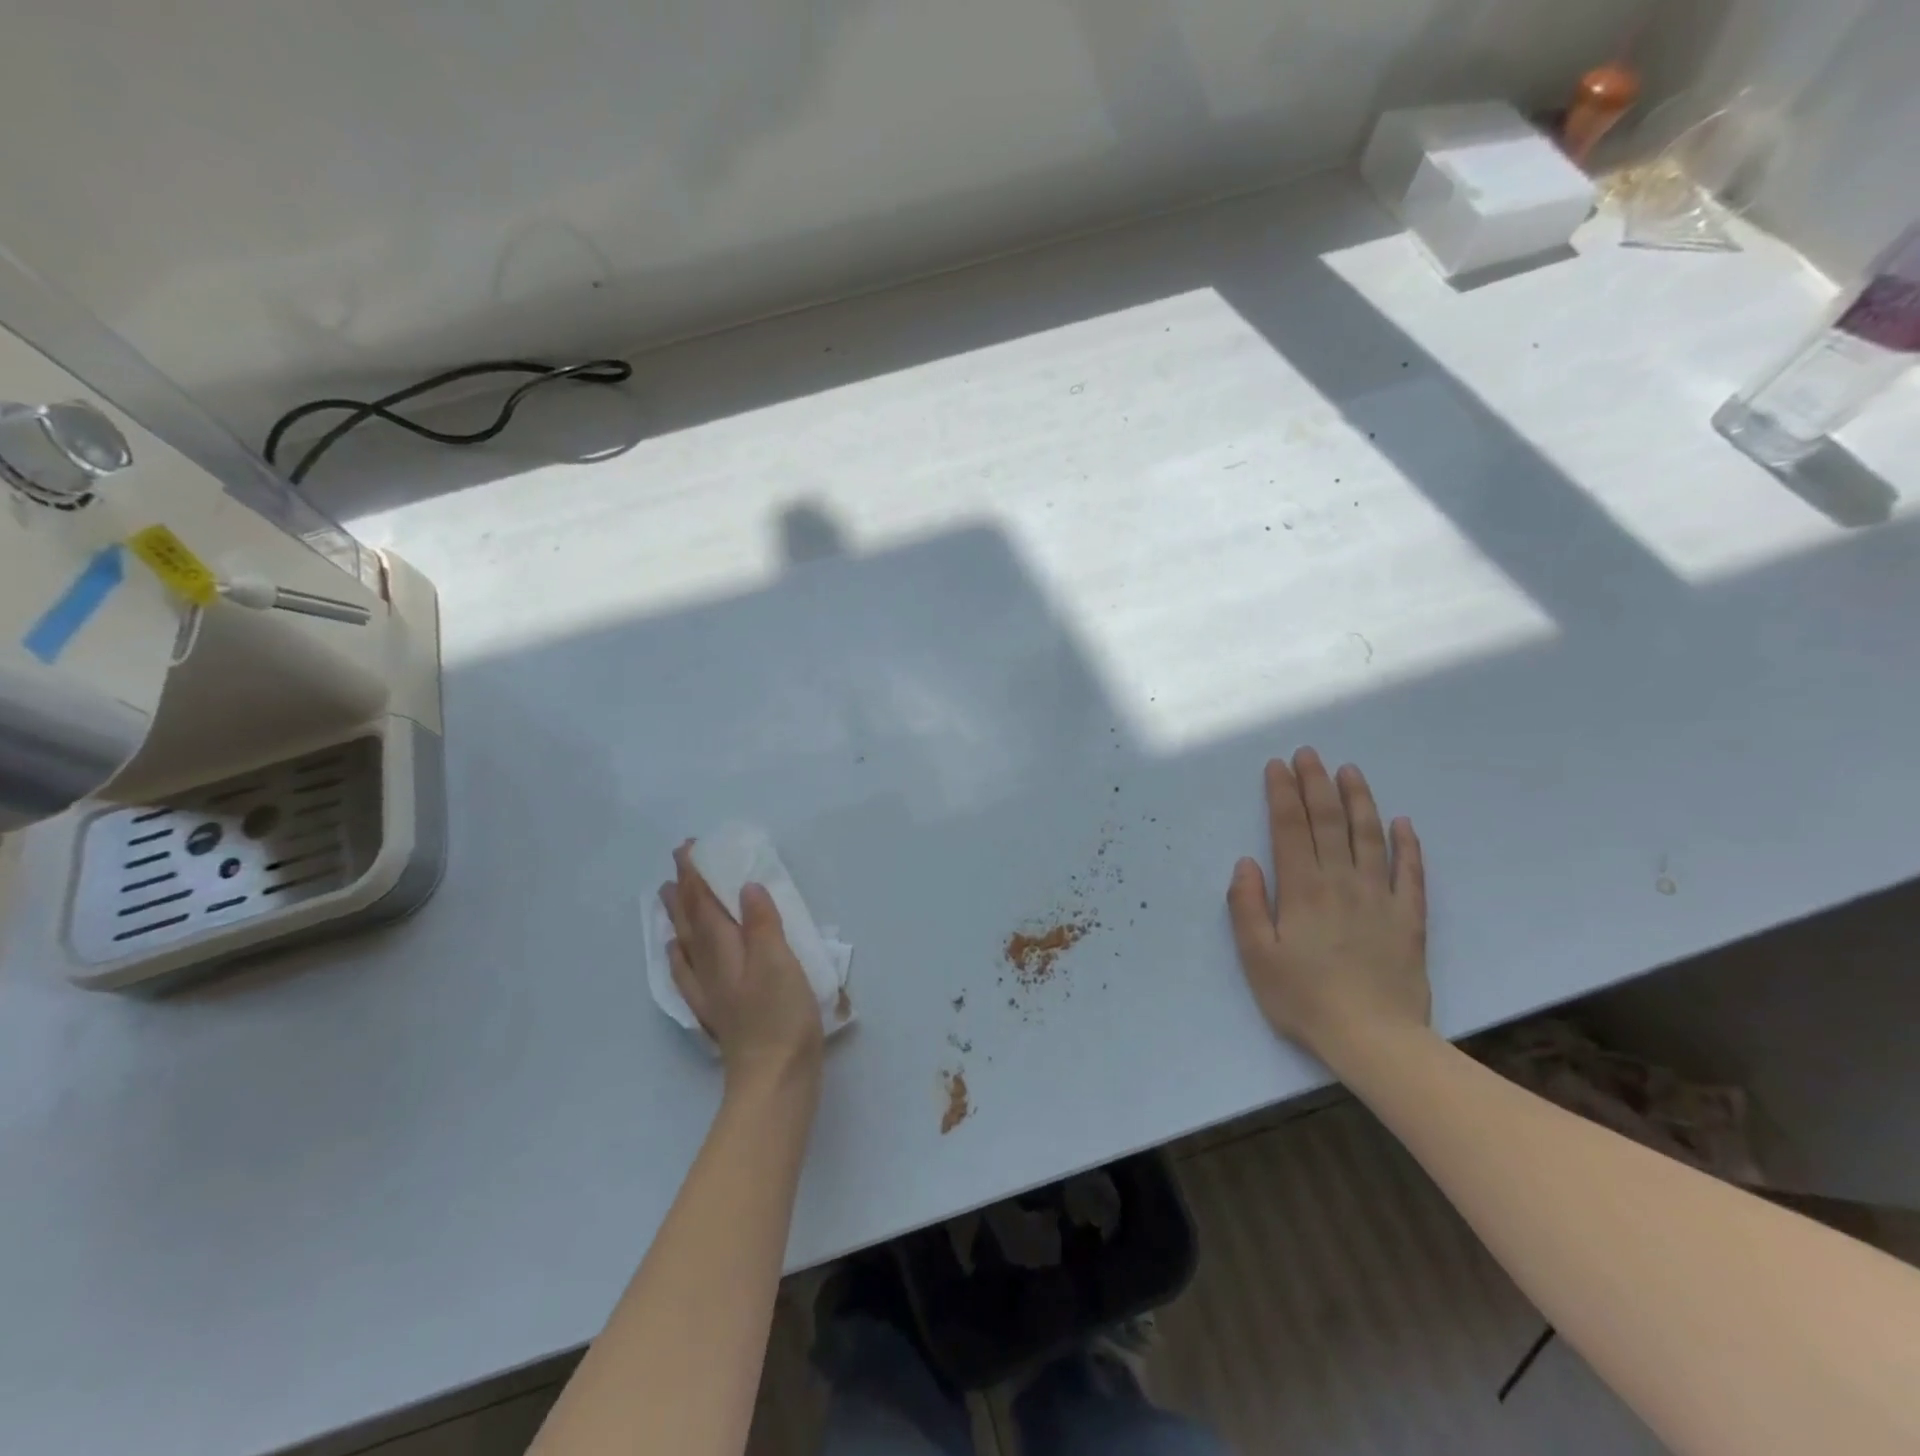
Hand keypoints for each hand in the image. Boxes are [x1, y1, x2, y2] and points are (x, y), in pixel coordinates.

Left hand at [660, 844, 823, 1092]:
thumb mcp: (780, 962)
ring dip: (677, 915)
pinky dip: (679, 956)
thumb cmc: (781, 1016)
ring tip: (667, 894)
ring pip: (686, 943)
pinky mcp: (717, 1011)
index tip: (688, 848)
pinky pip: (687, 974)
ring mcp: (710, 990)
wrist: (774, 1078)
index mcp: (727, 949)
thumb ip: (762, 923)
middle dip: (684, 888)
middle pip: (691, 919)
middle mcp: (711, 965)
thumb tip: (746, 887)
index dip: (697, 875)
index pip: (705, 903)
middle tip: (678, 861)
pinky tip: (677, 952)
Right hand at [1226, 749, 1428, 1066]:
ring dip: (1359, 800)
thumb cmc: (1304, 999)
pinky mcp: (1409, 918)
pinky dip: (1407, 845)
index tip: (1277, 765)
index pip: (1289, 828)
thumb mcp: (1257, 957)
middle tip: (1309, 753)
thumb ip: (1247, 906)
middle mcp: (1341, 881)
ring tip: (1350, 771)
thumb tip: (1246, 863)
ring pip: (1369, 836)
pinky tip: (1403, 823)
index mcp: (1302, 888)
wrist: (1375, 1039)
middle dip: (1316, 784)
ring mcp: (1380, 897)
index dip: (1282, 793)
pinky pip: (1411, 873)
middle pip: (1328, 821)